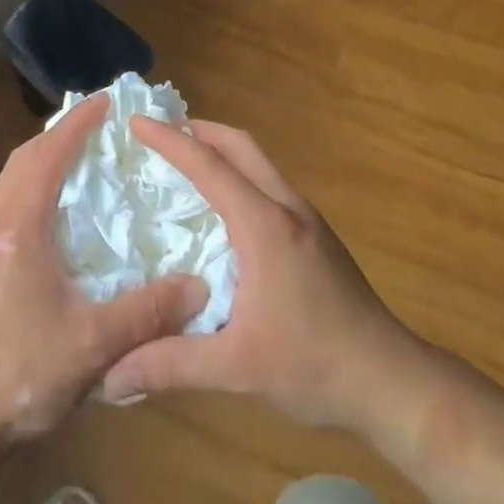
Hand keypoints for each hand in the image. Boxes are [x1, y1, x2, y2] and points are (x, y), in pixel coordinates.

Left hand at [0, 95, 207, 446]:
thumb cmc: (22, 376)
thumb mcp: (94, 346)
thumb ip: (149, 312)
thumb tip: (200, 288)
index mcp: (18, 228)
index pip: (48, 156)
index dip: (78, 125)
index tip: (107, 102)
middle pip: (23, 158)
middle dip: (60, 134)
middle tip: (98, 126)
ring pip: (11, 178)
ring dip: (43, 157)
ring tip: (80, 158)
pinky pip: (6, 200)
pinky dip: (32, 183)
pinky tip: (55, 209)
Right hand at [100, 117, 430, 436]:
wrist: (392, 381)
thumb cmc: (315, 366)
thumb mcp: (237, 368)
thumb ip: (171, 364)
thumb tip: (110, 376)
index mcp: (264, 225)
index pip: (209, 166)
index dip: (169, 140)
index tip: (136, 122)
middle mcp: (286, 207)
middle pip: (240, 145)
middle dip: (198, 130)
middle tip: (159, 132)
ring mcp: (307, 218)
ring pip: (258, 162)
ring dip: (221, 150)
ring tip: (184, 162)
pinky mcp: (317, 235)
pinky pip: (269, 183)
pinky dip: (239, 174)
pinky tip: (224, 208)